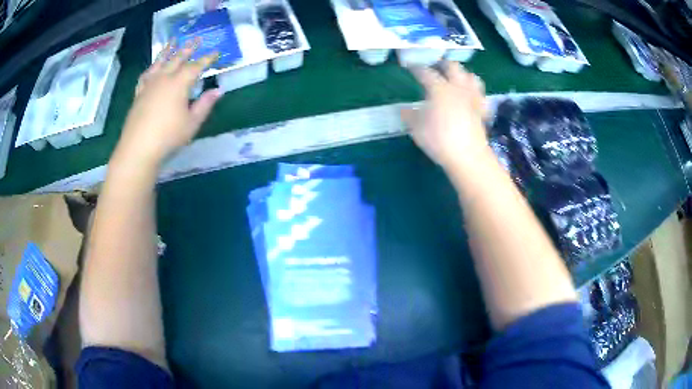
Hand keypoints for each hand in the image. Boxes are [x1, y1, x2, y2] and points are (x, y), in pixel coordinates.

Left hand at [114, 40, 220, 167]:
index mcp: (179, 84)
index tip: (216, 52)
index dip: (207, 59)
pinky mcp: (139, 94)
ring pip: (160, 62)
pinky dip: (151, 68)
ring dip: (168, 50)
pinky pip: (146, 75)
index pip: (196, 66)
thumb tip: (218, 90)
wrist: (138, 149)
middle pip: (177, 58)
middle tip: (197, 38)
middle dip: (189, 48)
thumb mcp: (192, 123)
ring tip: (173, 41)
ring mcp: (149, 85)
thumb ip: (205, 105)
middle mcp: (164, 79)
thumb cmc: (168, 137)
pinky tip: (153, 67)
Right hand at [401, 61, 489, 172]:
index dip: (417, 68)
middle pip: (453, 66)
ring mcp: (473, 98)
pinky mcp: (482, 111)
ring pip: (471, 76)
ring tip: (455, 79)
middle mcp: (458, 88)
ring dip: (462, 75)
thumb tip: (404, 109)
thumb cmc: (439, 140)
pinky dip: (475, 93)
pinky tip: (471, 98)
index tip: (410, 67)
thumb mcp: (417, 128)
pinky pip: (481, 96)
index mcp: (439, 88)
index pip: (426, 72)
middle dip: (443, 64)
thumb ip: (409, 116)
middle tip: (435, 68)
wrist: (468, 156)